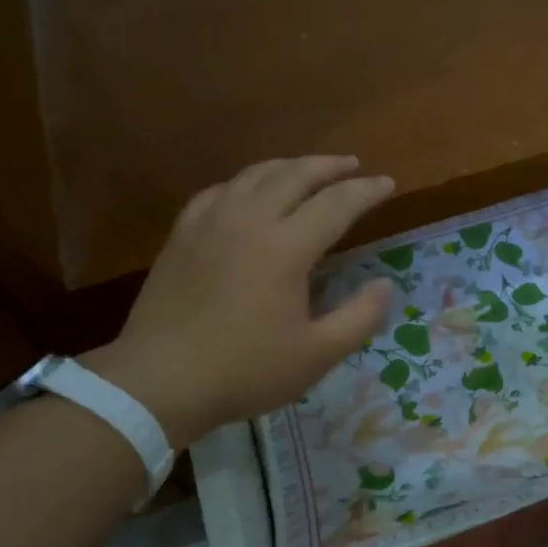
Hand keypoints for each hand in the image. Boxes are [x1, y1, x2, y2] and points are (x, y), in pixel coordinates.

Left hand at [84, 157, 395, 446]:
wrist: (159, 381)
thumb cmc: (245, 370)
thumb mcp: (317, 355)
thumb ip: (360, 317)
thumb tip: (384, 285)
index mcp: (286, 247)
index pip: (336, 203)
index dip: (366, 191)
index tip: (388, 183)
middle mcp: (249, 221)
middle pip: (295, 174)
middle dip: (329, 166)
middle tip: (353, 165)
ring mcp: (210, 223)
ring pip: (255, 175)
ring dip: (289, 166)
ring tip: (308, 169)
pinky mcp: (182, 235)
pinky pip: (219, 191)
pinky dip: (245, 183)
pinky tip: (249, 192)